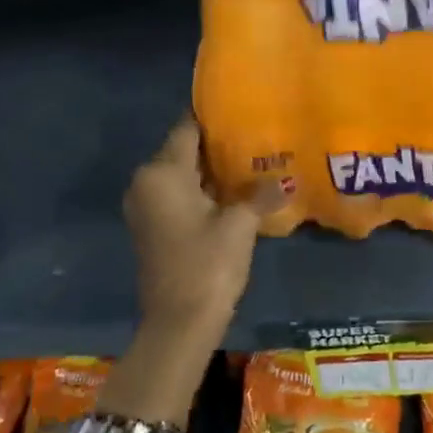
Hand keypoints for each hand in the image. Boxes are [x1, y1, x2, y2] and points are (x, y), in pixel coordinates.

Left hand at [124, 117, 284, 338]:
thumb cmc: (207, 264)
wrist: (179, 323)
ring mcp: (147, 208)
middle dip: (218, 145)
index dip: (214, 118)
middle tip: (257, 136)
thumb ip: (260, 195)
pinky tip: (235, 194)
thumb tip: (286, 180)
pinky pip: (179, 196)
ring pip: (182, 175)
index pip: (187, 129)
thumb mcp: (239, 225)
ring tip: (252, 162)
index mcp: (162, 173)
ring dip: (213, 171)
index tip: (243, 109)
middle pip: (183, 151)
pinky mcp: (153, 229)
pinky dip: (203, 192)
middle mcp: (146, 183)